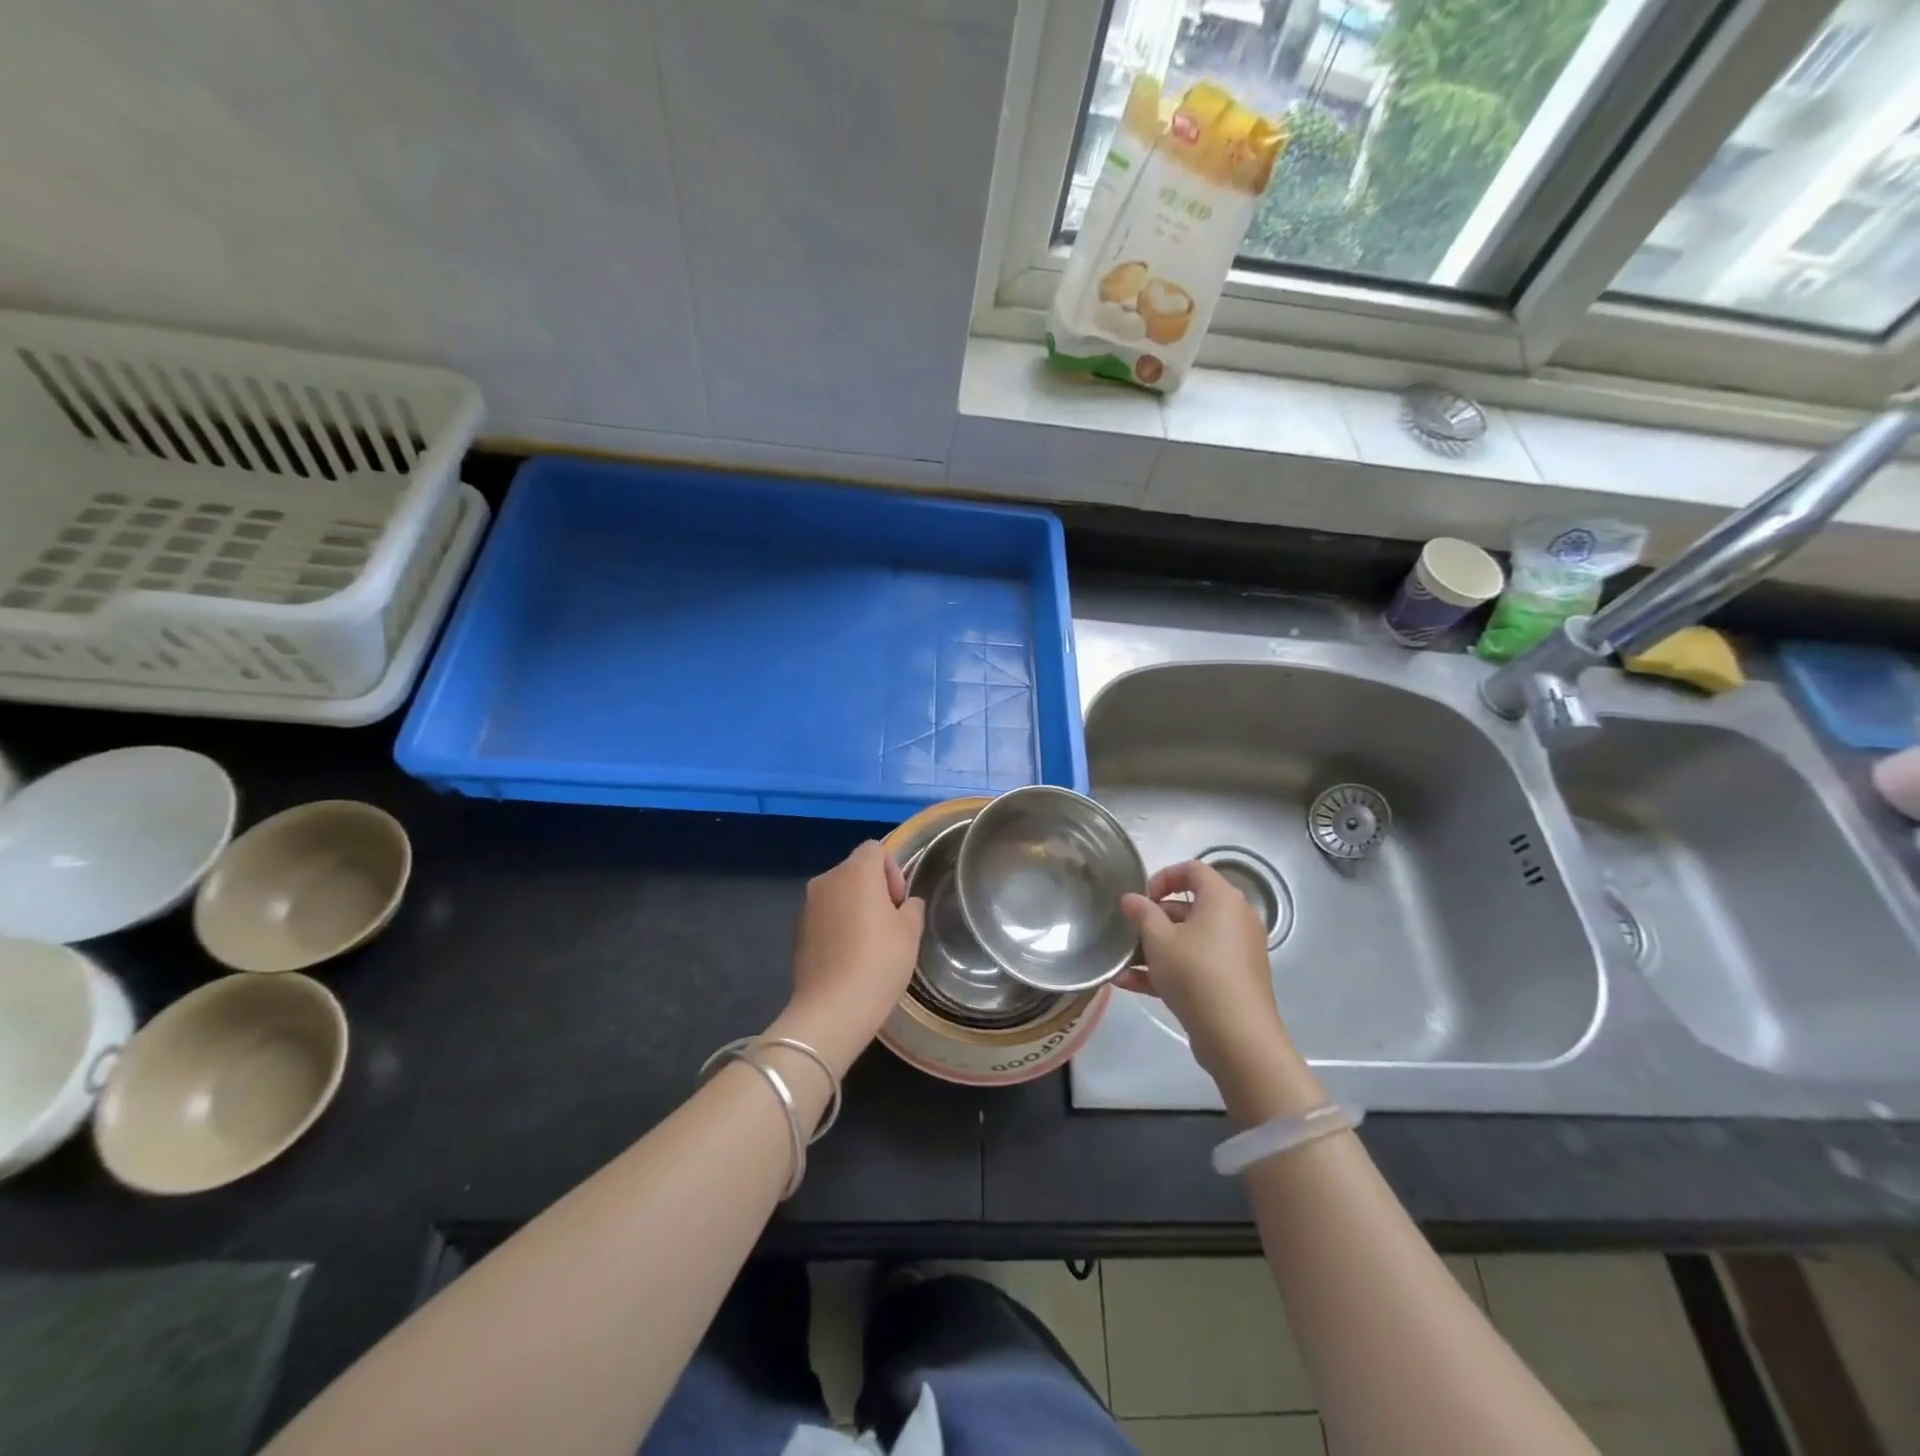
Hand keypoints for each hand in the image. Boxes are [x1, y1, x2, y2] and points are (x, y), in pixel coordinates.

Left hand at [778, 841, 924, 1073]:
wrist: (832, 1009)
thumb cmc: (879, 962)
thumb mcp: (910, 932)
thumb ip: (911, 907)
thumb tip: (905, 904)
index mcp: (855, 872)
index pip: (875, 849)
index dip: (892, 871)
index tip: (899, 903)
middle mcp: (826, 880)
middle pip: (855, 870)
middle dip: (874, 889)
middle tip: (890, 924)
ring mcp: (807, 906)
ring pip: (839, 893)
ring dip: (855, 907)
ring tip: (869, 944)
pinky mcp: (797, 931)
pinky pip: (825, 915)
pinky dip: (838, 925)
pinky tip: (849, 957)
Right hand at [1119, 860, 1293, 1084]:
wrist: (1237, 1036)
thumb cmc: (1196, 973)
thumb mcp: (1158, 940)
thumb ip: (1142, 913)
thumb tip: (1131, 898)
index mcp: (1222, 899)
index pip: (1192, 870)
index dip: (1163, 877)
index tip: (1141, 898)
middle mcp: (1235, 919)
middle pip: (1190, 907)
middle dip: (1154, 918)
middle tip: (1130, 932)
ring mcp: (1237, 952)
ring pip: (1191, 939)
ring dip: (1156, 948)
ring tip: (1123, 962)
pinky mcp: (1233, 981)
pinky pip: (1197, 964)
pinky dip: (1169, 969)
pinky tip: (1130, 984)